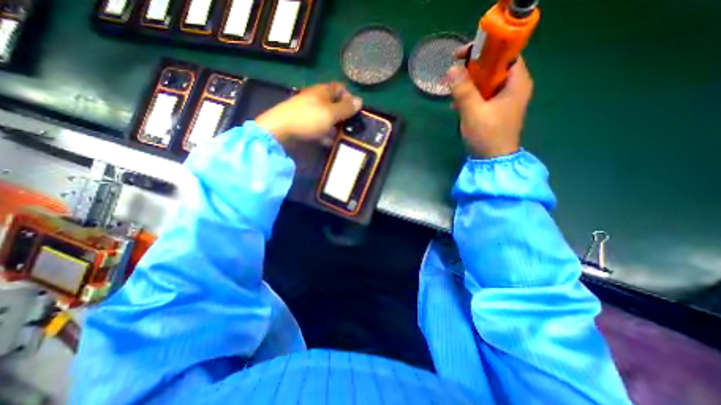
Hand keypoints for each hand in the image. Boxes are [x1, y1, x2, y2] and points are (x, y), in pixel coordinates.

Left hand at [256, 81, 362, 142]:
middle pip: (334, 104)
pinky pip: (318, 127)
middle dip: (343, 115)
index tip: (354, 111)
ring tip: (341, 137)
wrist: (280, 130)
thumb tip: (360, 100)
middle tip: (350, 127)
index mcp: (323, 91)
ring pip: (327, 117)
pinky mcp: (303, 123)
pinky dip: (325, 133)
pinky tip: (328, 142)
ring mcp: (308, 111)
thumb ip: (346, 108)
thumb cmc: (309, 119)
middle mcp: (316, 99)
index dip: (349, 97)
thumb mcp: (331, 113)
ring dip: (335, 126)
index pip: (340, 88)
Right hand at [448, 48, 531, 156]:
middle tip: (453, 76)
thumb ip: (463, 90)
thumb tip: (452, 69)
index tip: (460, 56)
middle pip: (493, 68)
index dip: (483, 50)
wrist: (493, 161)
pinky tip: (457, 105)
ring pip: (486, 82)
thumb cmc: (487, 135)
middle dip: (471, 70)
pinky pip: (483, 96)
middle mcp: (514, 87)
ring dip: (468, 85)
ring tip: (453, 94)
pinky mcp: (496, 110)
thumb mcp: (473, 111)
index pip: (503, 54)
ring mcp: (505, 99)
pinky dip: (470, 97)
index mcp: (516, 82)